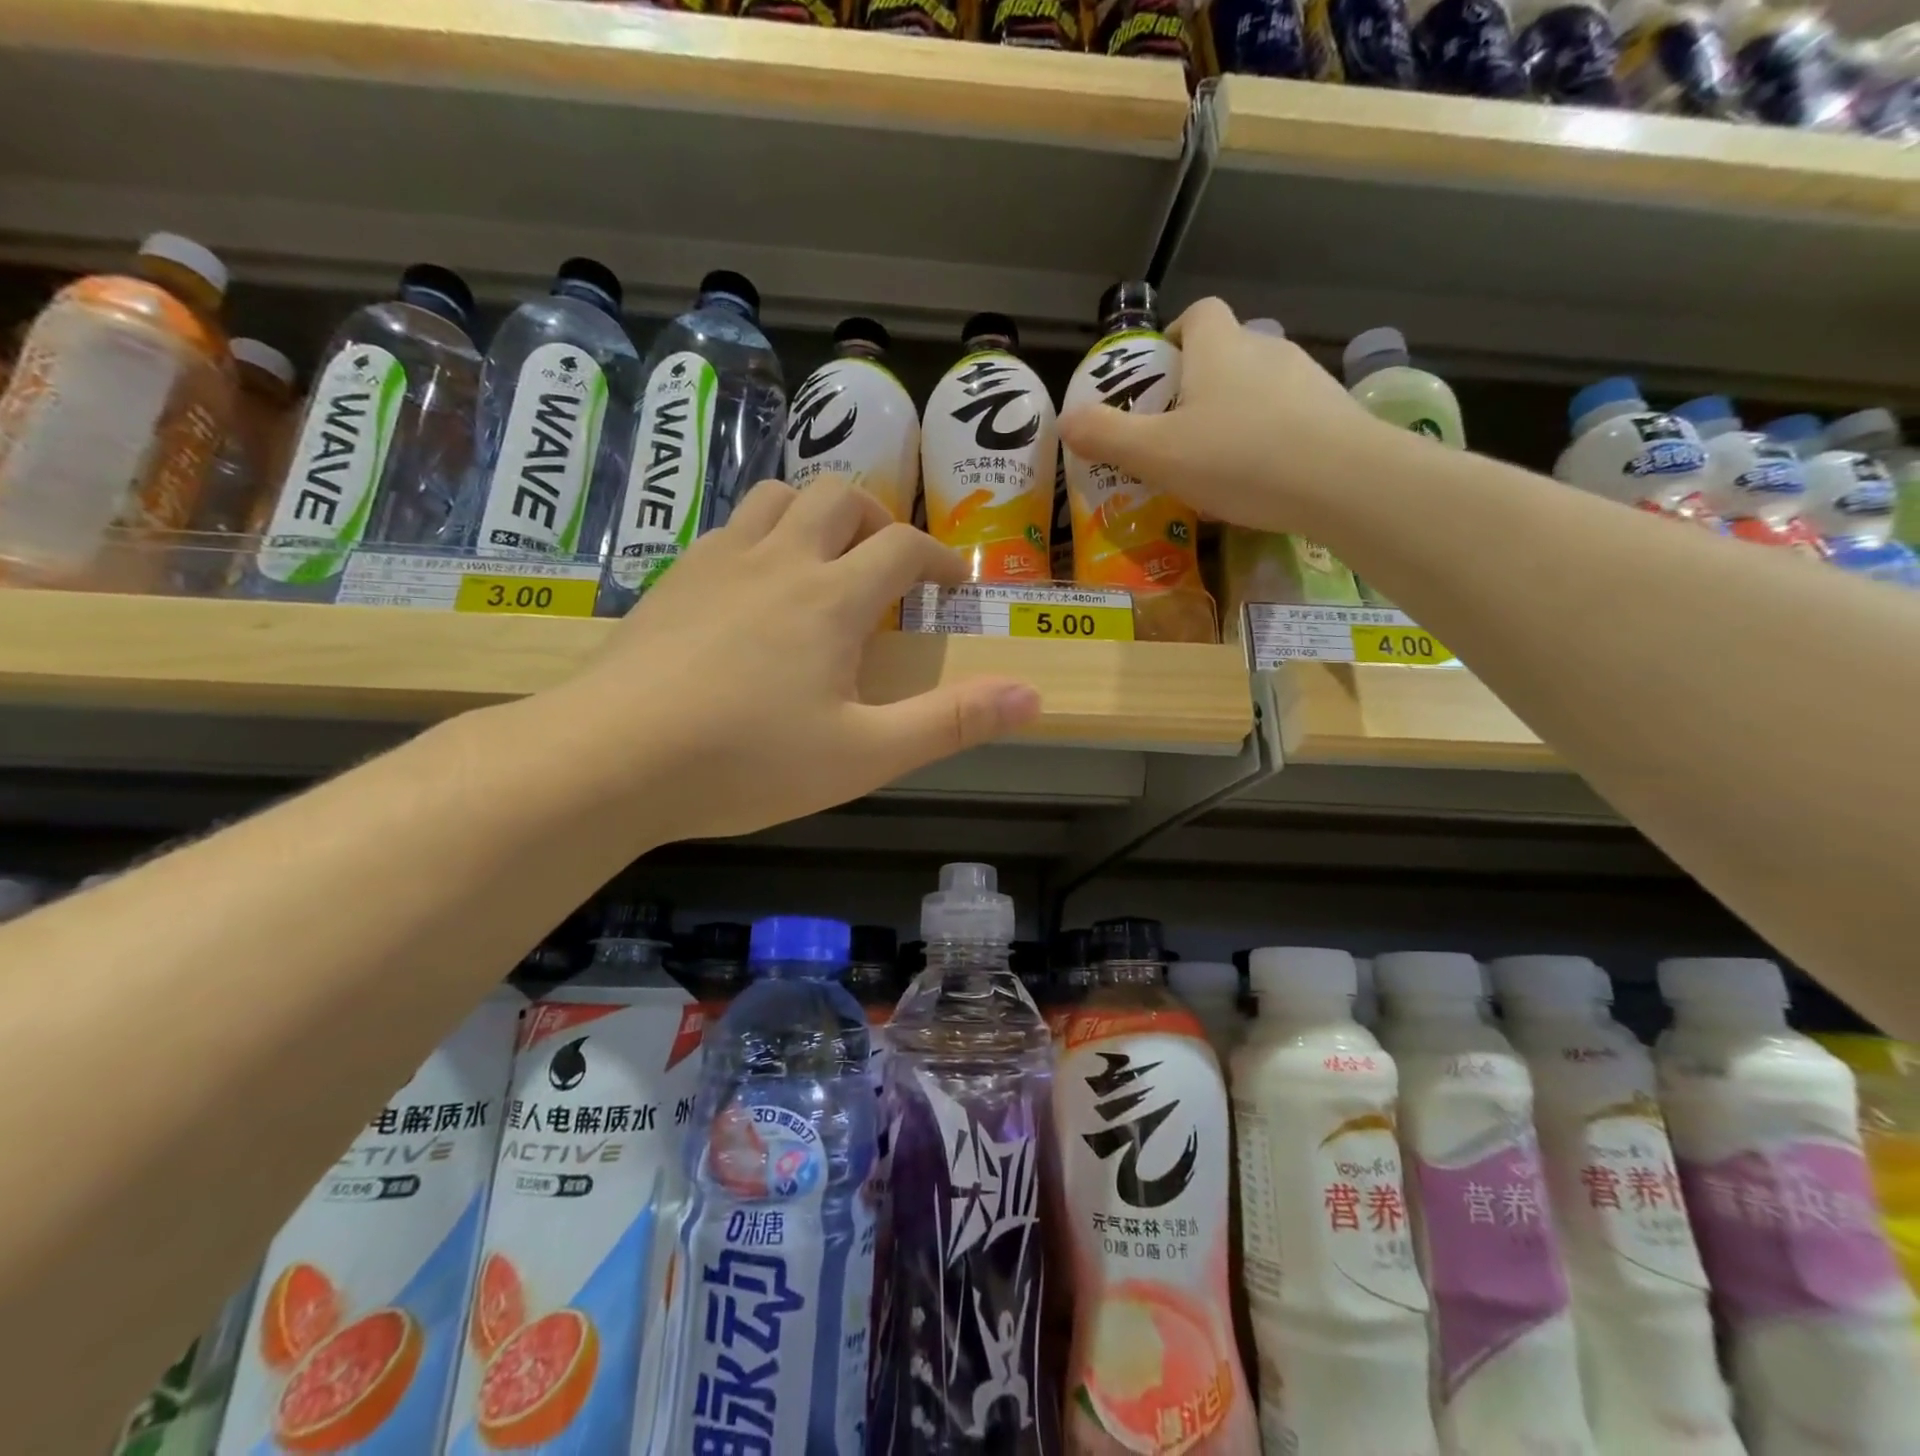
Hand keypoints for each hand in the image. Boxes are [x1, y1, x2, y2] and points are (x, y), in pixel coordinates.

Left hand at [546, 479, 1040, 842]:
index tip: (954, 583)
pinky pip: (729, 527)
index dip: (939, 559)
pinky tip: (756, 583)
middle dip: (880, 520)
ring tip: (828, 557)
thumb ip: (951, 722)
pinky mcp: (672, 579)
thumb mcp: (865, 754)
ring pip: (777, 496)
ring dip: (817, 512)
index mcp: (831, 597)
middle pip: (840, 498)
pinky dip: (762, 534)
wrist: (611, 758)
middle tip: (892, 564)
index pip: (902, 549)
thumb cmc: (748, 760)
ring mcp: (718, 562)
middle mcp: (779, 559)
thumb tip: (1034, 696)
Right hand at [1058, 298, 1386, 534]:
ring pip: (1258, 386)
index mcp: (1219, 348)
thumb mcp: (1157, 454)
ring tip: (1216, 462)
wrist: (1343, 481)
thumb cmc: (1238, 458)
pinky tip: (1259, 477)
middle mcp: (1265, 349)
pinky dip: (1268, 436)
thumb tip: (1066, 419)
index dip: (1172, 336)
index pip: (1197, 315)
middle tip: (1174, 433)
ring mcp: (1306, 379)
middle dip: (1198, 384)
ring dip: (1234, 413)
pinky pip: (1288, 416)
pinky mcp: (1333, 412)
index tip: (1156, 375)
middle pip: (1226, 352)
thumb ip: (1108, 436)